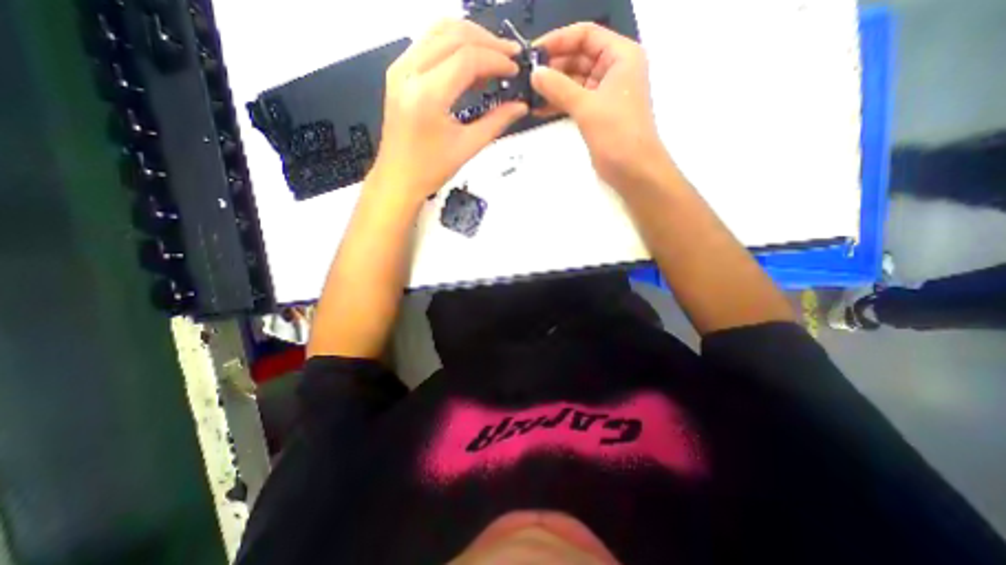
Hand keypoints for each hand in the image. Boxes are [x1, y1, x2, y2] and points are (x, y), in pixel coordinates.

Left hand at [368, 22, 526, 206]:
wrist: (398, 178)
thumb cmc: (430, 170)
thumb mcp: (467, 147)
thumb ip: (496, 122)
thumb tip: (520, 106)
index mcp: (427, 95)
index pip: (467, 58)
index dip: (496, 60)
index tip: (515, 70)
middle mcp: (409, 73)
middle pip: (453, 36)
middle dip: (487, 42)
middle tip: (510, 57)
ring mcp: (400, 69)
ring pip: (439, 31)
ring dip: (470, 38)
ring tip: (493, 56)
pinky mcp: (398, 73)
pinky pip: (428, 43)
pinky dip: (452, 45)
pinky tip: (469, 62)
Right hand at [529, 23, 670, 188]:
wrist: (634, 171)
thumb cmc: (618, 134)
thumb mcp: (588, 107)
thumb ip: (559, 88)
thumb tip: (534, 73)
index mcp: (621, 56)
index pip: (586, 35)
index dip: (559, 40)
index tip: (533, 53)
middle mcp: (614, 70)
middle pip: (579, 57)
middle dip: (553, 66)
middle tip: (526, 77)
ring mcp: (605, 93)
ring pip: (574, 81)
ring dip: (553, 87)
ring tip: (528, 93)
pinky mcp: (597, 114)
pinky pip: (574, 100)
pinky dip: (558, 103)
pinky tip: (538, 108)